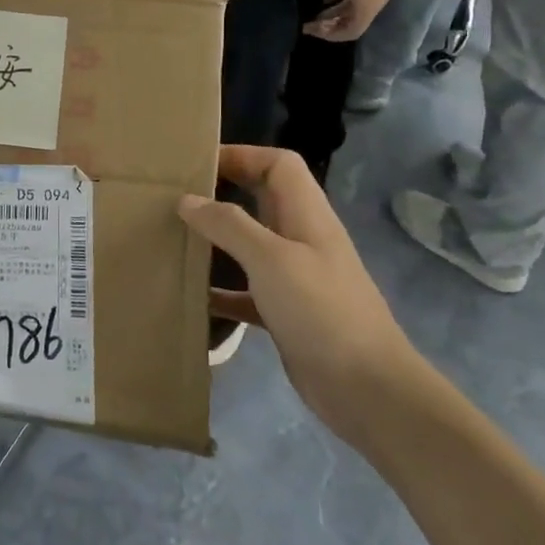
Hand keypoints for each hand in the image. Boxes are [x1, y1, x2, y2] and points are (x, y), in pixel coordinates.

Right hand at [180, 147, 416, 447]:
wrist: (367, 390)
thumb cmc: (321, 311)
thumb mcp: (271, 259)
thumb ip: (229, 225)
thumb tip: (187, 200)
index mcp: (307, 216)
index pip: (278, 165)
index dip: (242, 154)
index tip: (197, 162)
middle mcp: (302, 240)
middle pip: (263, 200)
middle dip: (224, 191)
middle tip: (178, 195)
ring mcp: (296, 279)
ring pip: (252, 245)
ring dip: (219, 240)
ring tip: (177, 237)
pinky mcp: (287, 314)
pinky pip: (248, 292)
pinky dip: (222, 291)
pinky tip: (194, 298)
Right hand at [305, 0, 395, 41]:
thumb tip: (328, 0)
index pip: (352, 7)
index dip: (333, 13)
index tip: (315, 13)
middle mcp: (375, 0)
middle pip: (352, 20)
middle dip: (329, 24)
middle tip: (309, 24)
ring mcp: (373, 6)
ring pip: (352, 27)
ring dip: (330, 30)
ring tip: (310, 27)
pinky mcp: (367, 9)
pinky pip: (351, 30)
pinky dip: (334, 33)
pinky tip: (316, 28)